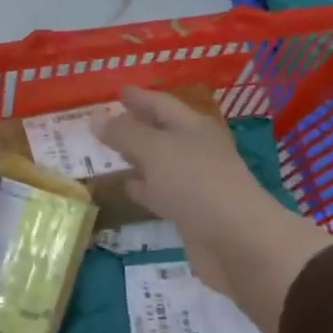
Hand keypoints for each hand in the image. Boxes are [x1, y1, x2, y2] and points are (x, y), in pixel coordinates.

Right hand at [95, 87, 332, 332]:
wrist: (236, 241)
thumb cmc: (196, 183)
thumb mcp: (155, 150)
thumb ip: (124, 134)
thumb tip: (96, 119)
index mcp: (193, 127)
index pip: (162, 104)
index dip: (139, 97)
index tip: (118, 91)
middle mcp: (196, 150)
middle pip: (162, 132)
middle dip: (136, 126)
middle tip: (107, 123)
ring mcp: (195, 182)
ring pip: (160, 163)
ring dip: (137, 158)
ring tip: (110, 154)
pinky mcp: (190, 212)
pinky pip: (161, 192)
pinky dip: (144, 188)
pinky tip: (127, 188)